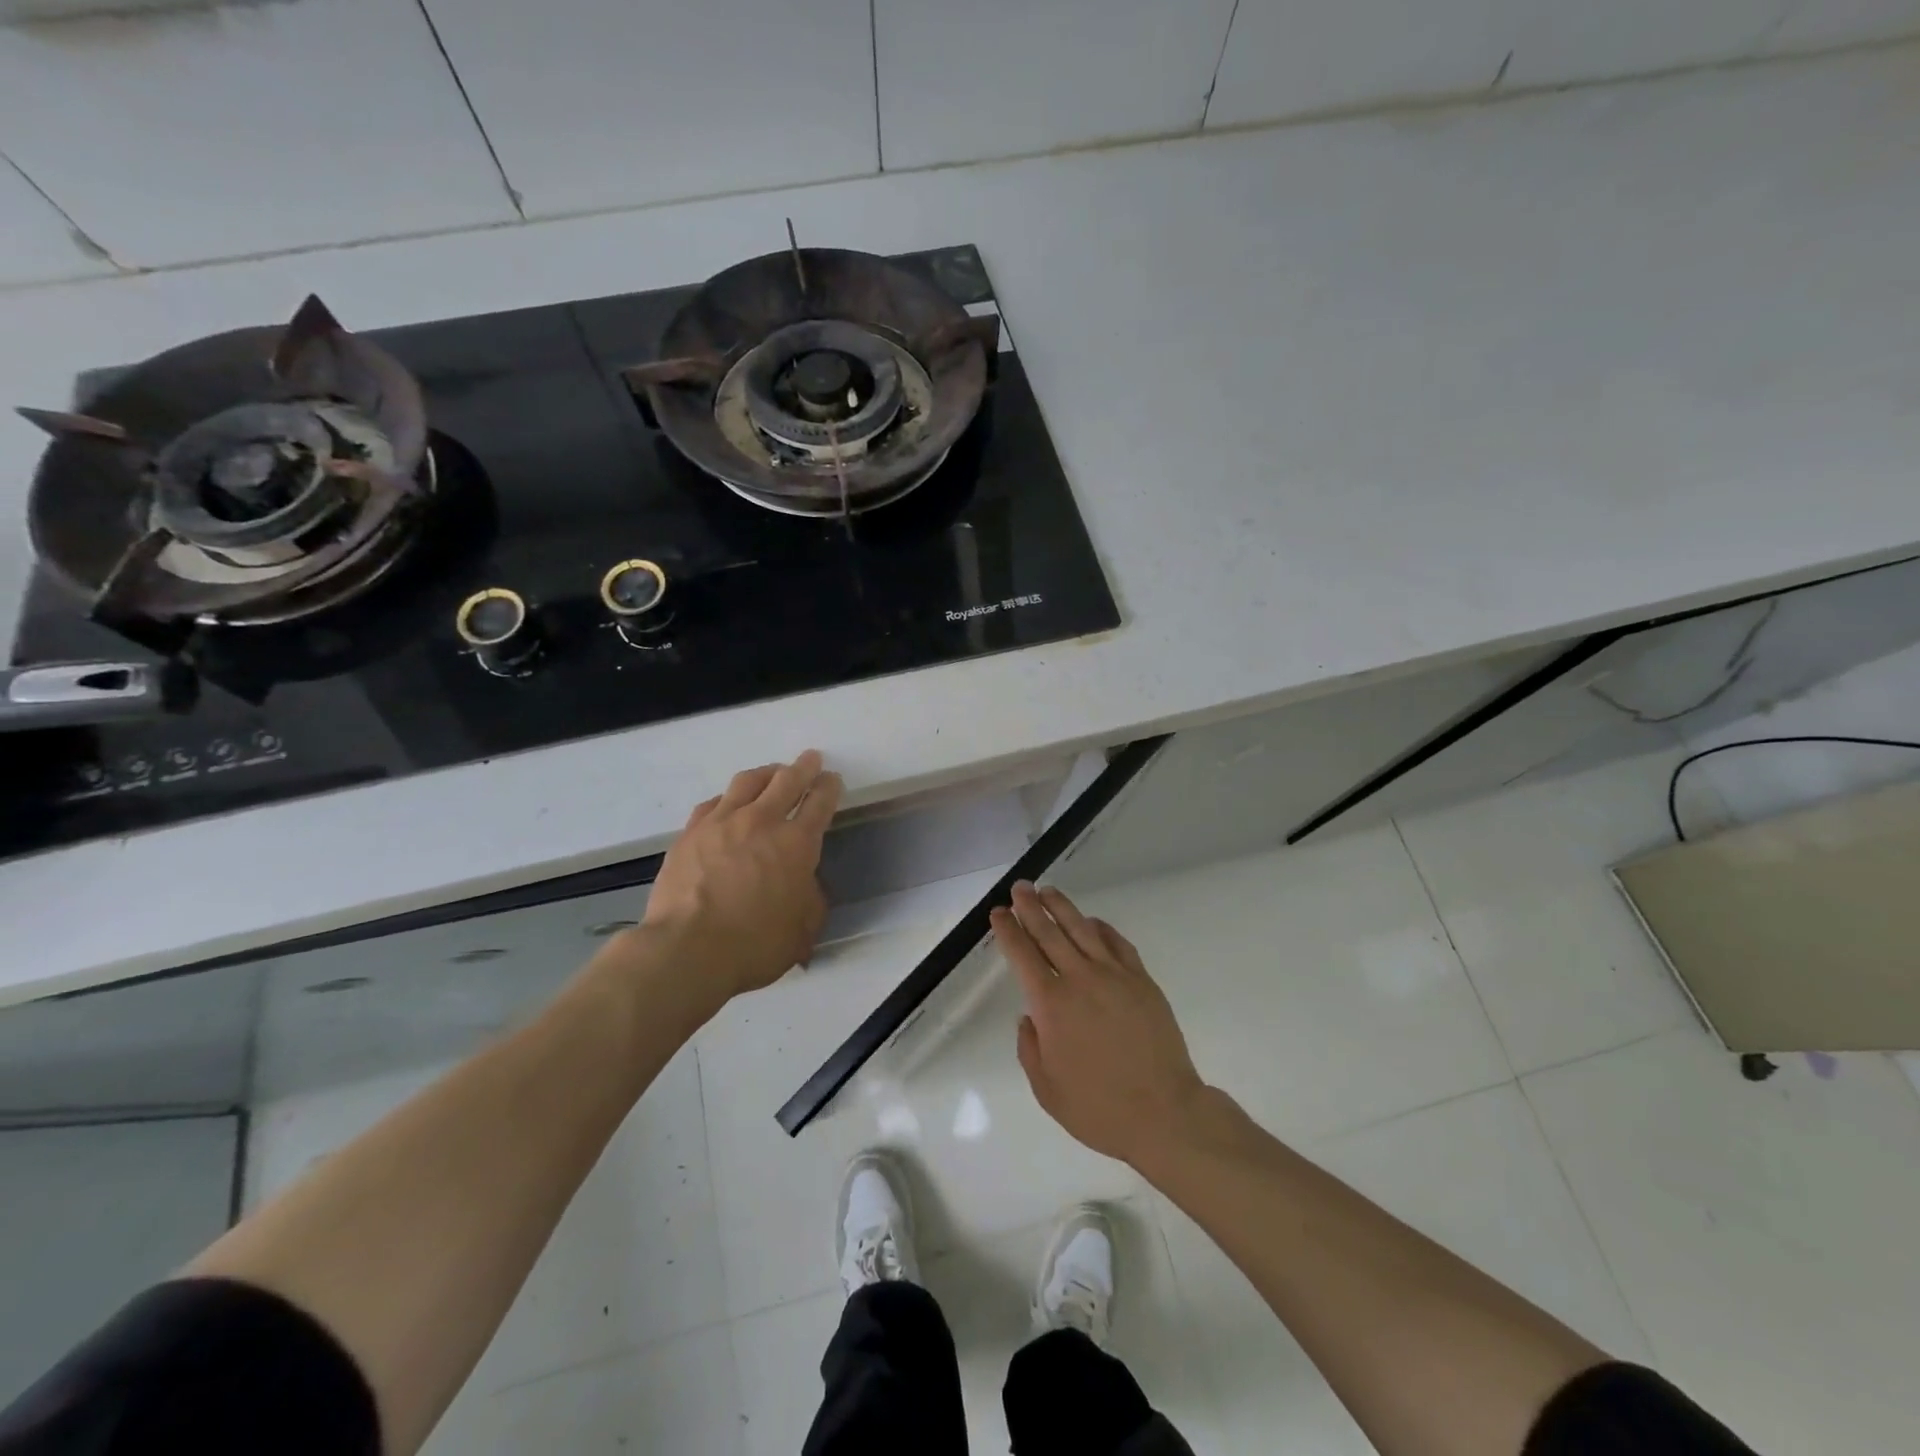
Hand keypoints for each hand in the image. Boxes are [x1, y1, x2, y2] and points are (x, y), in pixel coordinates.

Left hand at [636, 751, 842, 1005]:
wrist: (688, 950)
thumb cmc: (755, 945)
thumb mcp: (804, 929)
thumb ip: (810, 898)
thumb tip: (803, 883)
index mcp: (797, 843)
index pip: (819, 802)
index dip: (829, 787)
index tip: (832, 779)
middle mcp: (761, 822)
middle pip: (786, 781)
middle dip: (802, 767)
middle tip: (809, 759)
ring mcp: (721, 823)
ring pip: (747, 782)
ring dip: (765, 773)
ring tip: (771, 773)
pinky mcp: (690, 833)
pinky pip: (713, 803)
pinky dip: (728, 798)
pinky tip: (728, 803)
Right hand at [993, 882, 1206, 1167]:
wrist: (1164, 1112)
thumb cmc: (1098, 1107)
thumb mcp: (1046, 1089)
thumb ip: (1030, 1048)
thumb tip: (1029, 1018)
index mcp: (1051, 1004)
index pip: (1022, 955)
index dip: (1008, 930)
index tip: (999, 913)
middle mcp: (1080, 979)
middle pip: (1049, 932)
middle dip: (1030, 907)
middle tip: (1020, 887)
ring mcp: (1114, 975)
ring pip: (1082, 929)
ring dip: (1062, 907)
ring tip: (1048, 891)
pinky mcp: (1142, 980)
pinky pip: (1117, 943)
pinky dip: (1101, 927)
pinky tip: (1092, 922)